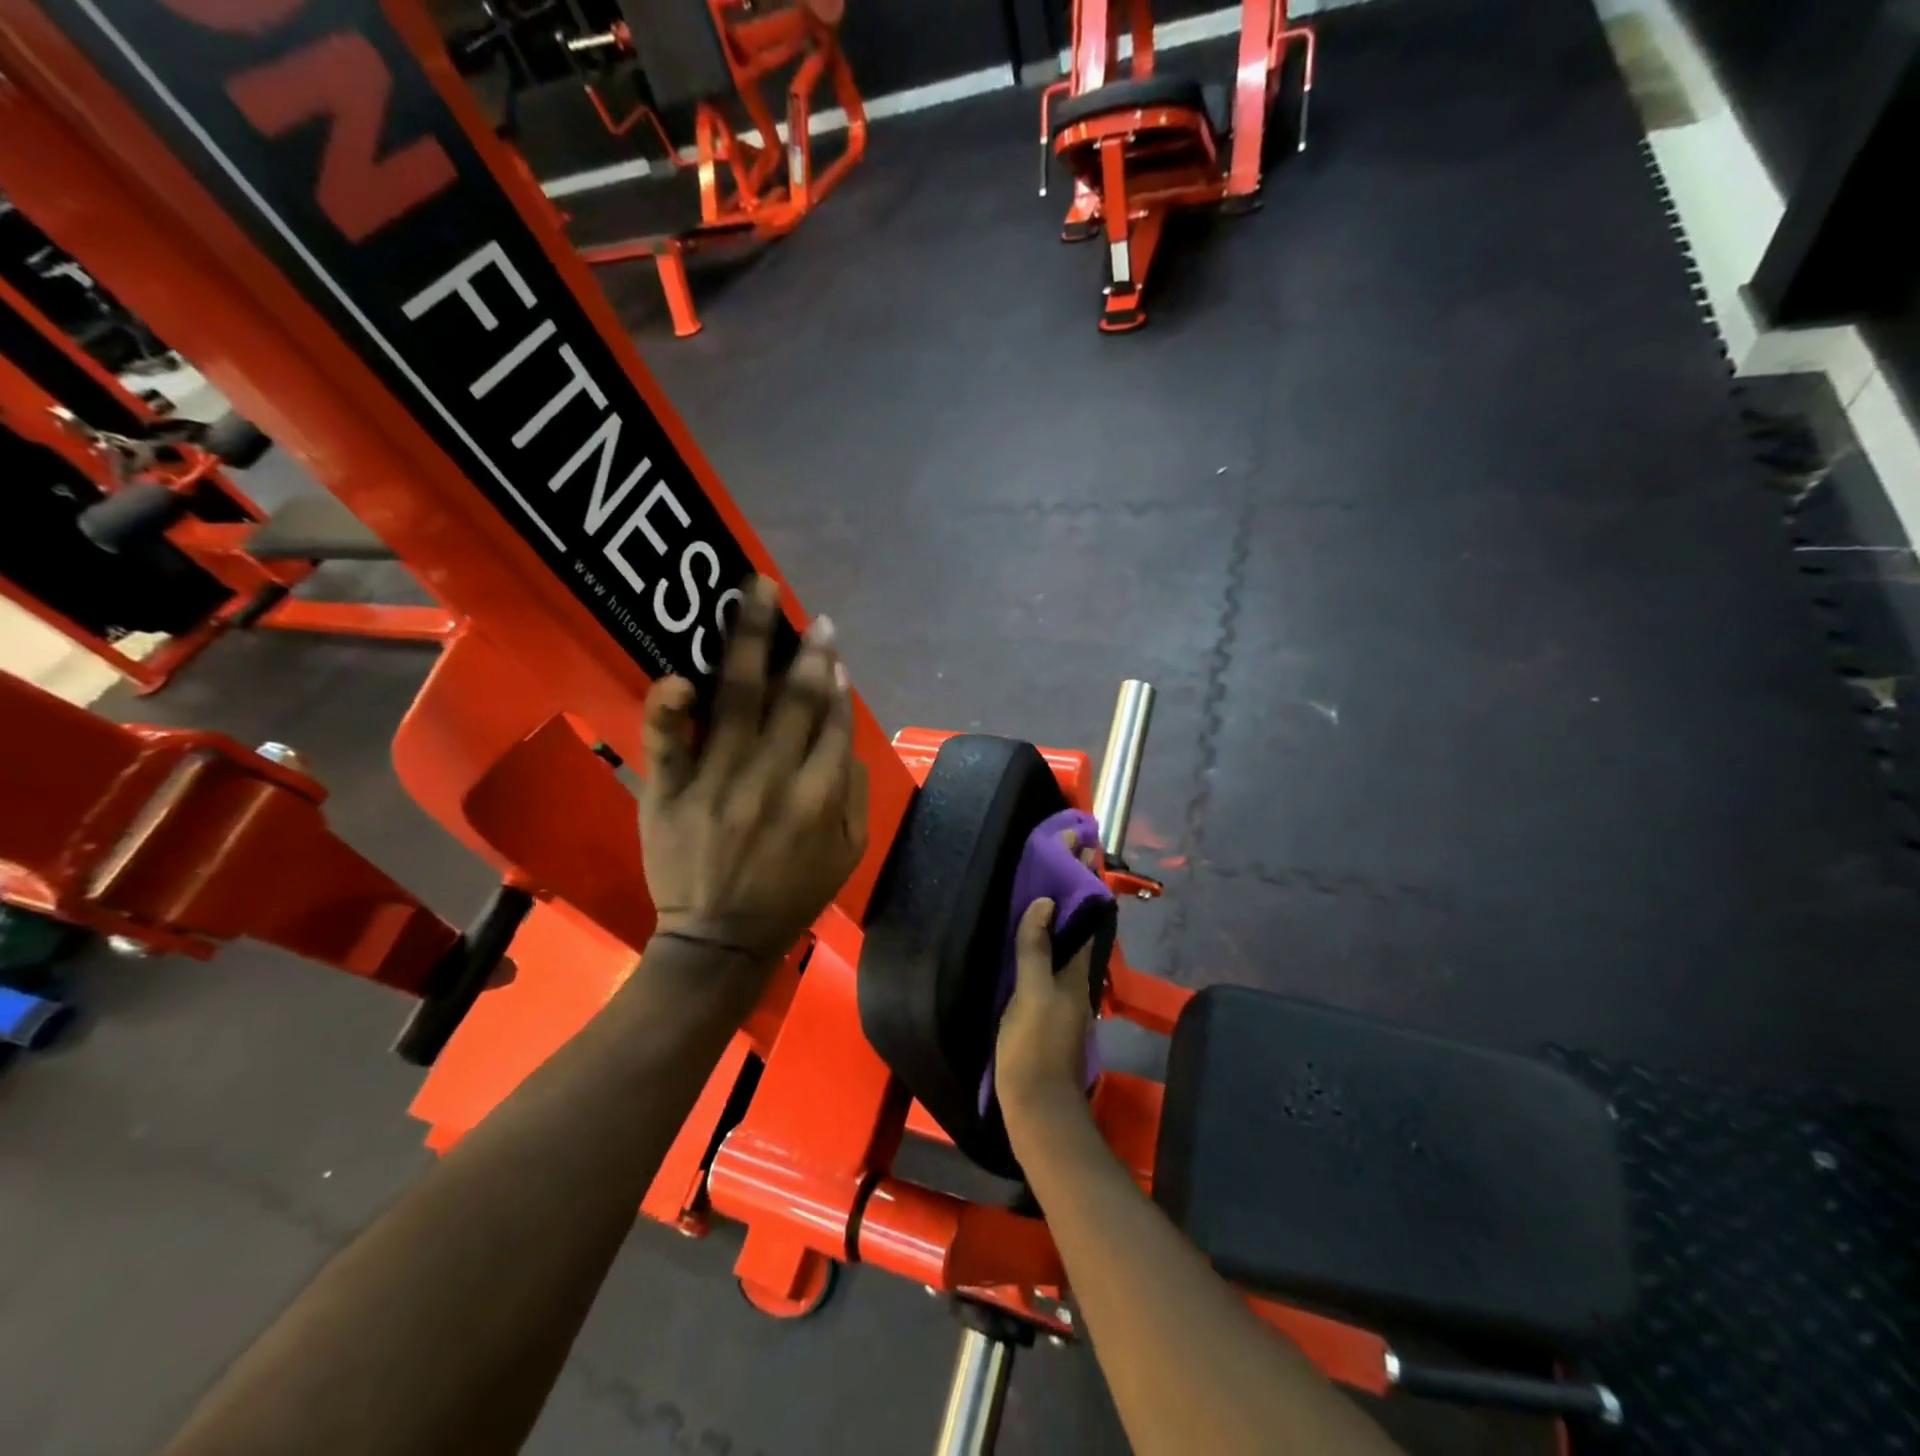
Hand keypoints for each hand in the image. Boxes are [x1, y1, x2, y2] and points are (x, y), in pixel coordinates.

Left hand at [638, 576, 868, 964]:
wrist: (720, 940)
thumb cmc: (792, 895)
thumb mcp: (848, 852)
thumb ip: (853, 791)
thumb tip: (843, 730)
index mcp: (818, 799)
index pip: (832, 723)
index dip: (835, 680)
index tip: (831, 648)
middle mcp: (772, 781)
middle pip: (793, 700)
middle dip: (806, 651)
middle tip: (810, 614)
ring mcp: (716, 783)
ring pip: (736, 700)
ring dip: (749, 642)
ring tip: (756, 593)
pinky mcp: (669, 793)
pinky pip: (667, 742)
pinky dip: (670, 706)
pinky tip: (680, 673)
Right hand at [996, 847, 1100, 1142]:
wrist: (1039, 1110)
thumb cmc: (1033, 1050)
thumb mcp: (1031, 996)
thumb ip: (1036, 950)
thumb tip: (1047, 902)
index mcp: (1075, 970)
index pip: (1086, 913)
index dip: (1083, 878)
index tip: (1081, 843)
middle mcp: (1076, 977)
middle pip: (1080, 922)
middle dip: (1076, 886)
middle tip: (1069, 850)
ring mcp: (1064, 993)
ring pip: (1069, 938)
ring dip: (1065, 906)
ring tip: (1052, 876)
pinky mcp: (1050, 1006)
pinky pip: (1054, 956)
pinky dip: (1050, 932)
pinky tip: (1037, 930)